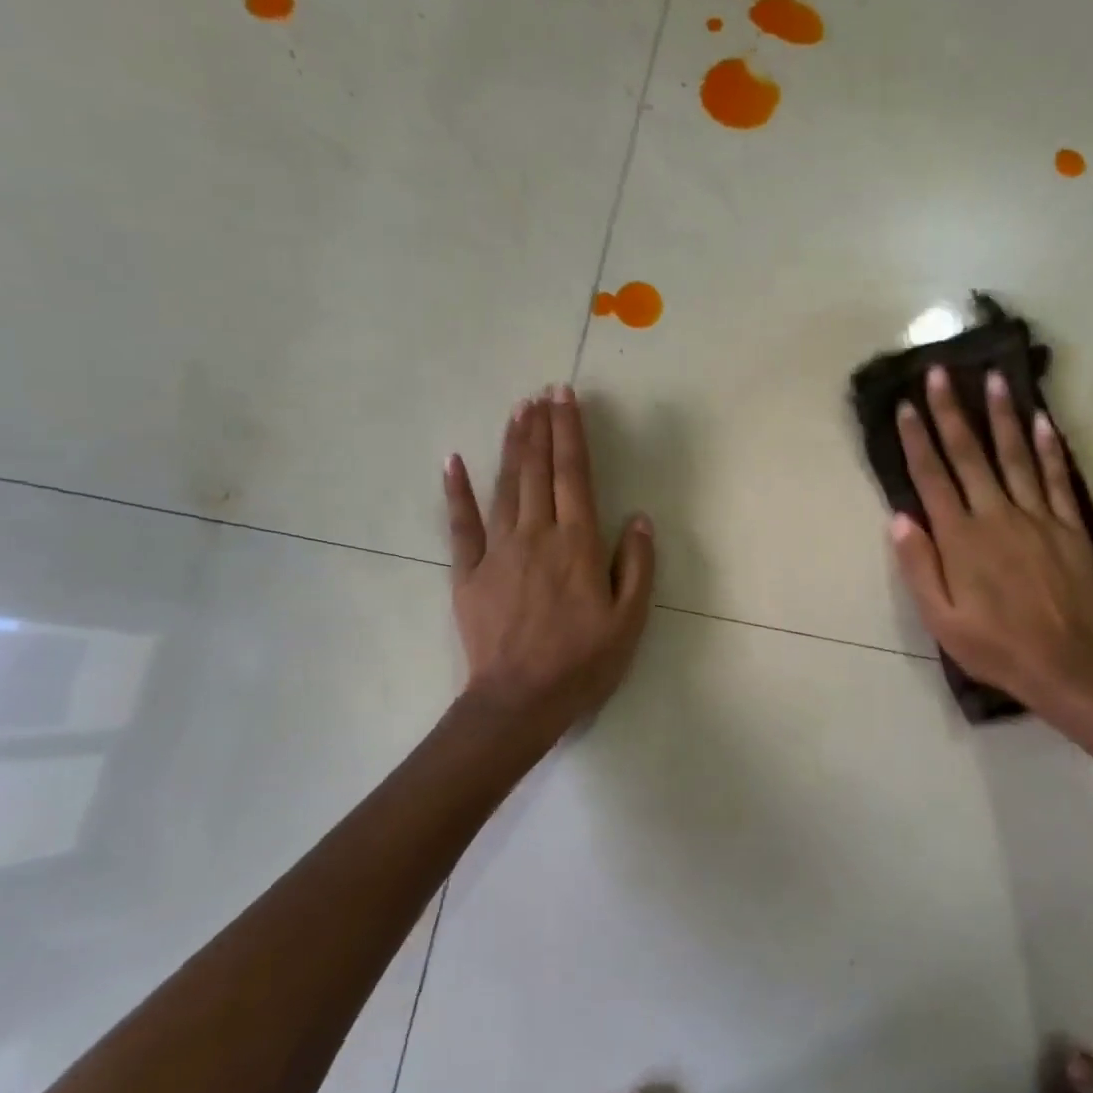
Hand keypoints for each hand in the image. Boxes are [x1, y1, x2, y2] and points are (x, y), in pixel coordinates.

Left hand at [445, 386, 654, 736]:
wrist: (520, 701)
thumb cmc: (583, 662)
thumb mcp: (630, 620)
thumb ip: (637, 566)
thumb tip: (639, 519)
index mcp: (578, 544)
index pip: (575, 475)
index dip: (570, 432)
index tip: (566, 397)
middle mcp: (537, 535)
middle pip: (538, 470)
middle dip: (541, 427)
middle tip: (542, 392)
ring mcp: (497, 551)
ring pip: (505, 486)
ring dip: (511, 446)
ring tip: (516, 411)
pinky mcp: (468, 572)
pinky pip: (460, 524)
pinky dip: (456, 491)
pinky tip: (453, 461)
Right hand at [889, 366, 1092, 710]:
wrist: (1062, 664)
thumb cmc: (991, 644)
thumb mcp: (939, 617)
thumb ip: (919, 565)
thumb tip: (900, 517)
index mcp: (961, 538)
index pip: (932, 478)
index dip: (918, 440)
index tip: (907, 405)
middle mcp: (996, 516)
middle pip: (970, 455)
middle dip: (952, 412)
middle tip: (941, 372)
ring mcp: (1036, 517)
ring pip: (1016, 456)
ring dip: (1002, 416)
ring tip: (994, 378)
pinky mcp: (1067, 527)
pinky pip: (1057, 479)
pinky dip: (1049, 448)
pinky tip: (1042, 420)